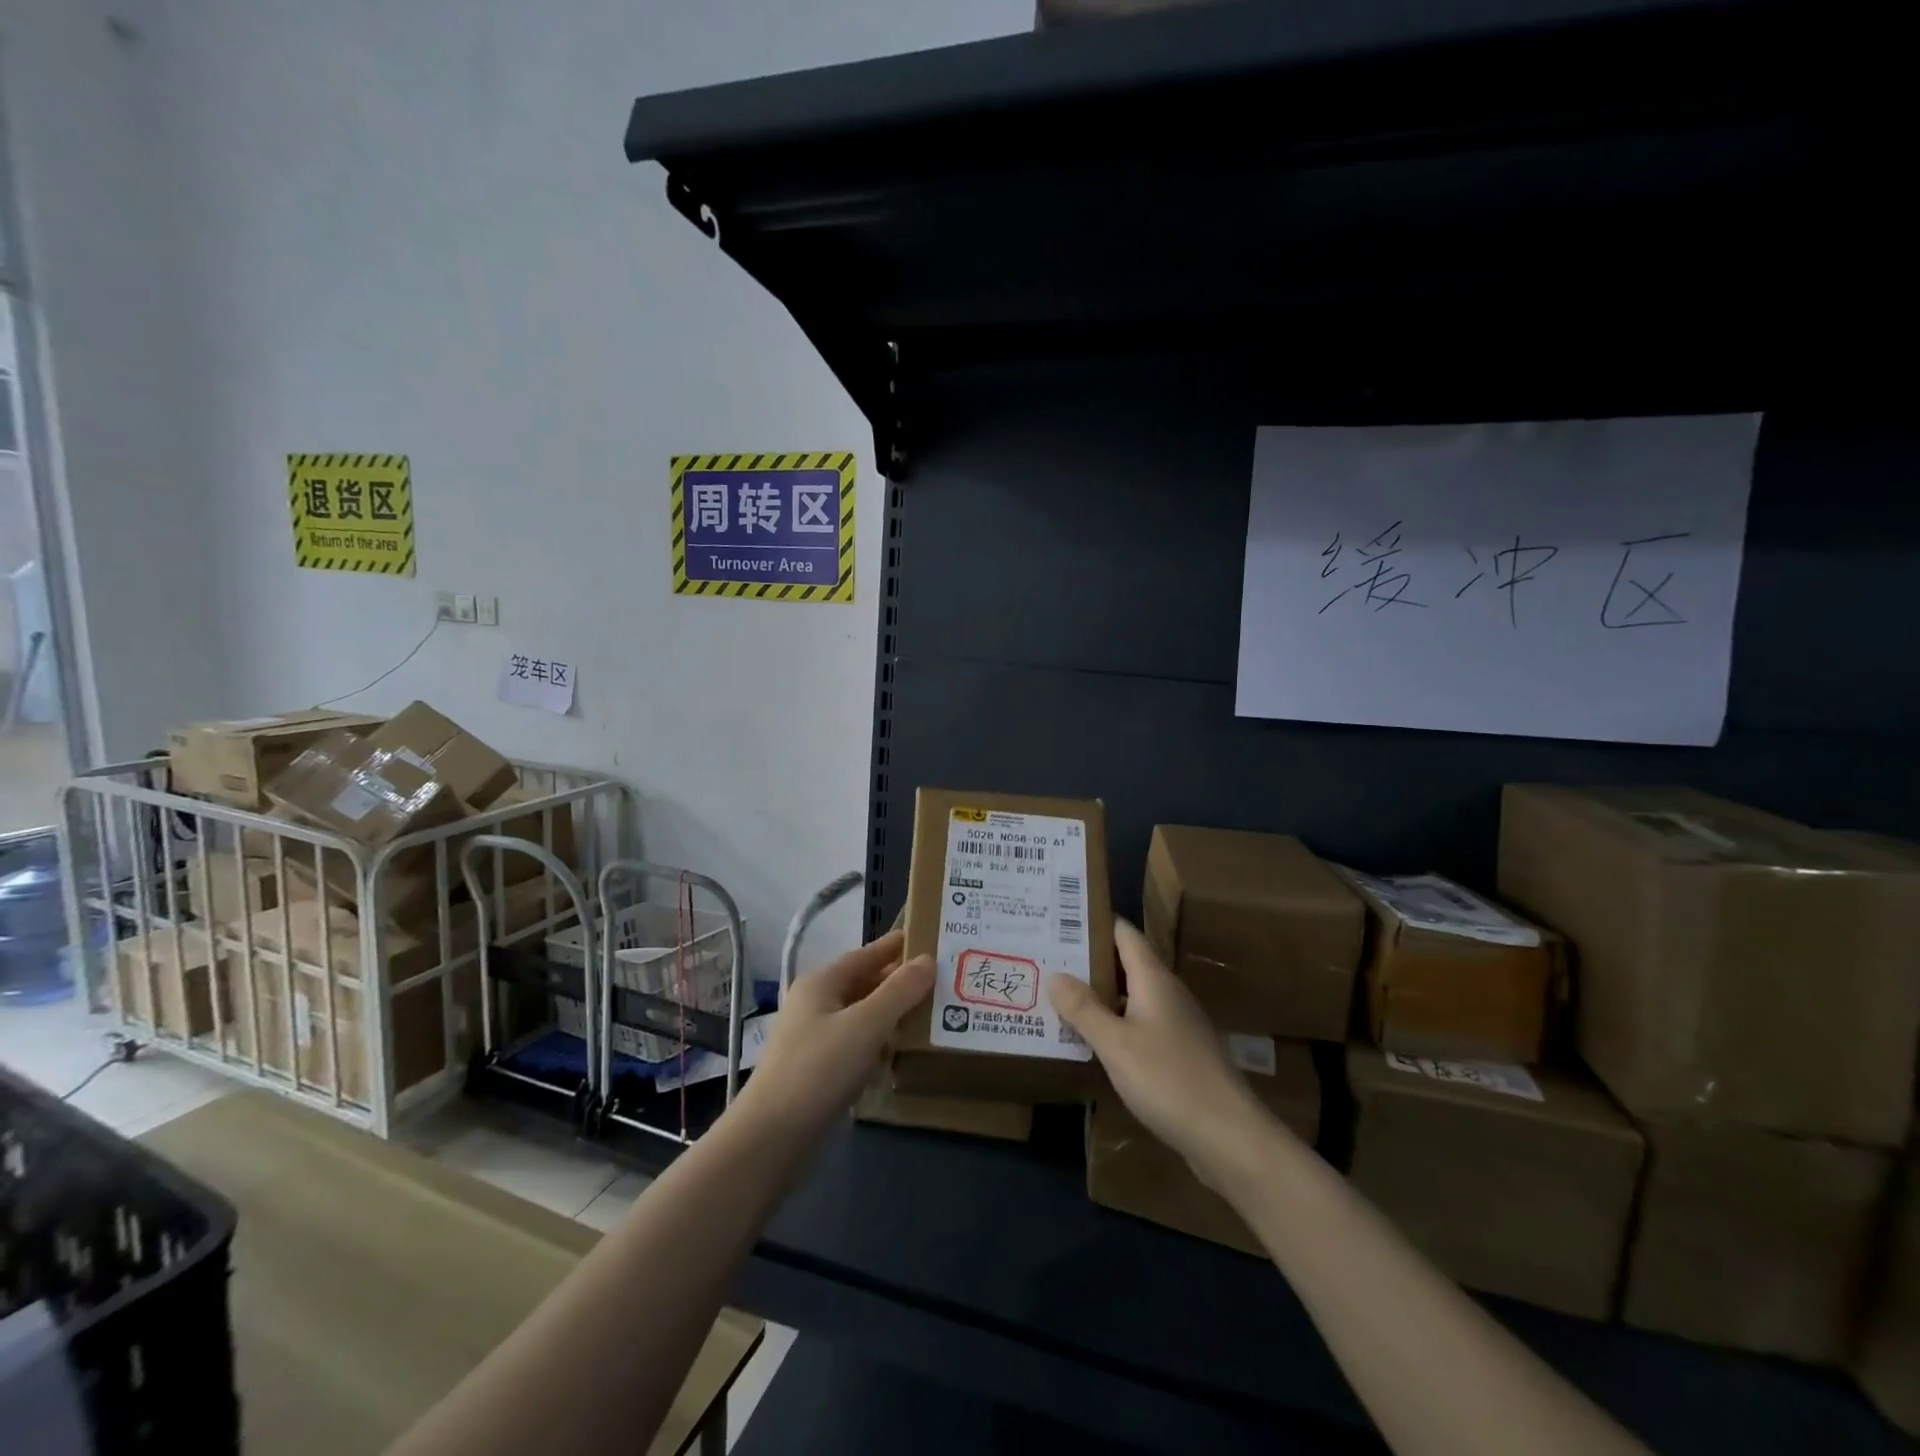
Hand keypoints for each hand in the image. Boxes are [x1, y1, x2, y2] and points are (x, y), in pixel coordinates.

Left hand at [739, 929, 932, 1140]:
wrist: (772, 1138)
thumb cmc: (820, 1070)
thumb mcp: (866, 1025)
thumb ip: (900, 991)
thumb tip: (928, 959)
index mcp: (821, 982)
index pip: (866, 954)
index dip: (896, 946)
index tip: (929, 938)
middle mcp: (815, 1003)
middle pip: (864, 983)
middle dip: (899, 981)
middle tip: (941, 978)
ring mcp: (814, 1037)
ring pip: (861, 1015)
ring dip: (892, 1013)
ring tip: (931, 1012)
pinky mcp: (818, 1069)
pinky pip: (856, 1043)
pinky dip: (879, 1041)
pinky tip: (901, 1050)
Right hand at [1049, 918, 1275, 1181]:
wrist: (1229, 1136)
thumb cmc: (1168, 1079)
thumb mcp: (1115, 1043)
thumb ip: (1083, 1008)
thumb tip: (1054, 974)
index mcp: (1153, 978)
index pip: (1123, 933)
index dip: (1094, 921)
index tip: (1059, 915)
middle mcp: (1167, 992)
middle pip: (1125, 962)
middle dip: (1087, 959)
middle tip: (1045, 956)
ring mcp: (1176, 1024)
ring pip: (1130, 996)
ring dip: (1098, 993)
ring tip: (1056, 993)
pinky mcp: (1178, 1053)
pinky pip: (1138, 1024)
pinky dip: (1112, 1022)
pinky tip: (1089, 1037)